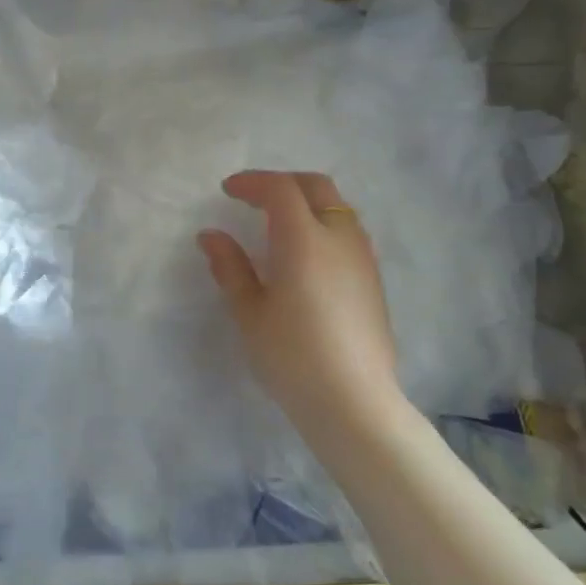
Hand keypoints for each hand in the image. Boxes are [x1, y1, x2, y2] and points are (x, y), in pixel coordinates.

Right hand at [198, 171, 405, 437]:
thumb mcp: (249, 312)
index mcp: (304, 241)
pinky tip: (305, 255)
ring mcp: (363, 259)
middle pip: (316, 187)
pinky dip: (323, 225)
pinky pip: (348, 232)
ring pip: (337, 208)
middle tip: (254, 198)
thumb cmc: (291, 356)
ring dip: (306, 203)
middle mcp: (340, 239)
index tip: (228, 191)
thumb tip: (212, 236)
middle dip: (283, 183)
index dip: (252, 182)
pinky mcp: (373, 281)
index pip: (280, 189)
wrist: (353, 402)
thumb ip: (230, 267)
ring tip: (278, 224)